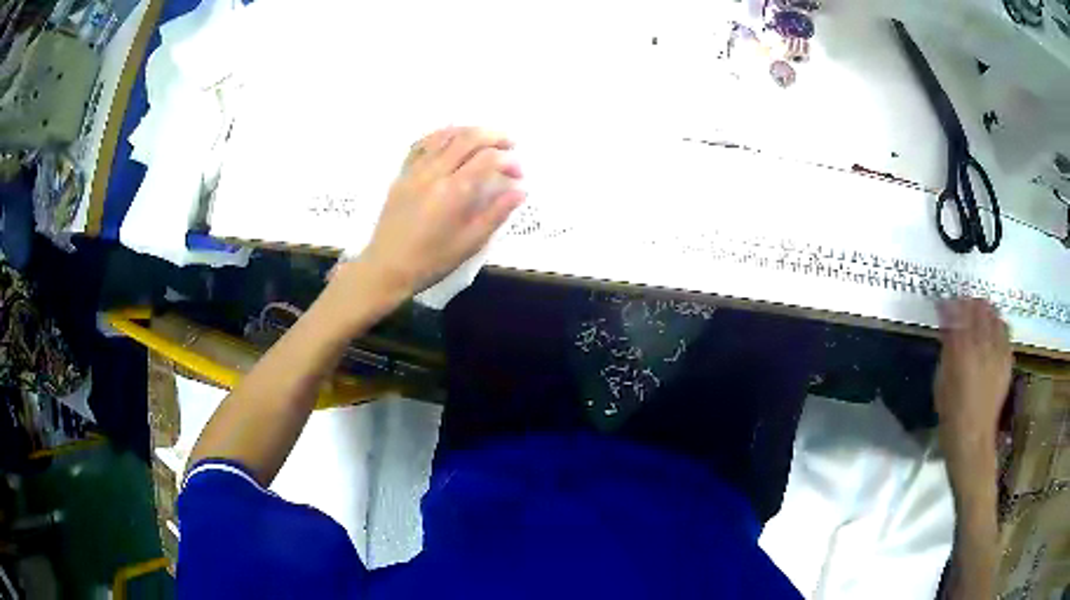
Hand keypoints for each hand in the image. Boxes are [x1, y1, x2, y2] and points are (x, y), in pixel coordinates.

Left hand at [358, 127, 524, 295]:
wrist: (386, 267)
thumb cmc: (431, 261)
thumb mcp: (469, 243)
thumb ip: (496, 214)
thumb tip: (520, 191)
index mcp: (453, 192)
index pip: (487, 159)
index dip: (508, 161)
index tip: (518, 174)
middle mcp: (434, 173)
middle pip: (468, 138)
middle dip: (494, 136)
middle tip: (510, 144)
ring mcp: (415, 170)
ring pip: (445, 135)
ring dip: (470, 131)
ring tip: (486, 138)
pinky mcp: (402, 174)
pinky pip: (422, 144)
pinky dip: (441, 135)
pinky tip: (451, 138)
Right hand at [934, 299, 1011, 465]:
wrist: (973, 436)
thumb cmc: (951, 411)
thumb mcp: (941, 378)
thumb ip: (947, 348)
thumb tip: (948, 328)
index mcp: (962, 347)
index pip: (957, 311)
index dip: (950, 304)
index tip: (943, 303)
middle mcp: (983, 343)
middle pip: (978, 308)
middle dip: (969, 302)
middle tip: (962, 305)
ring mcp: (998, 350)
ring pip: (994, 316)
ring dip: (986, 310)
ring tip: (980, 313)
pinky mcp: (1007, 359)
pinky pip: (1005, 332)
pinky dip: (999, 325)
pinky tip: (994, 329)